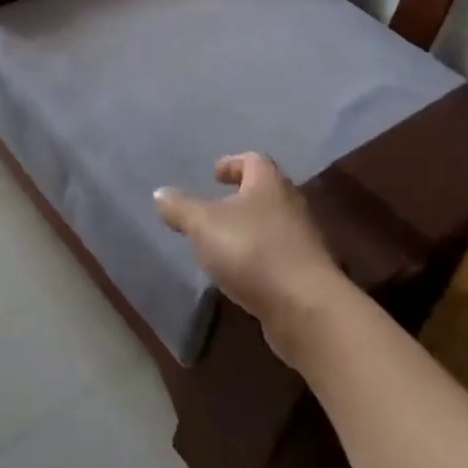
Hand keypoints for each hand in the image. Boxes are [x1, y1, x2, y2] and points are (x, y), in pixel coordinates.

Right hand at [154, 153, 352, 361]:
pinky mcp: (307, 273)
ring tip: (223, 243)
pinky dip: (259, 257)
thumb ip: (180, 208)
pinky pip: (279, 255)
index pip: (253, 160)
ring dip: (250, 229)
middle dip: (241, 196)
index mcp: (269, 183)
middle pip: (266, 191)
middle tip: (215, 207)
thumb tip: (160, 193)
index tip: (214, 175)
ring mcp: (303, 240)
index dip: (232, 163)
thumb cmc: (252, 251)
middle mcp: (291, 204)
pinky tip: (241, 273)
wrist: (305, 307)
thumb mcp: (203, 225)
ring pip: (273, 224)